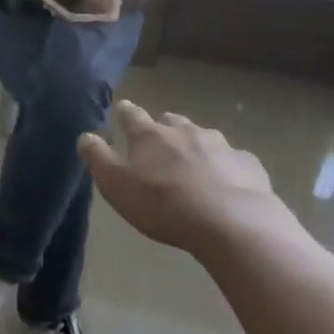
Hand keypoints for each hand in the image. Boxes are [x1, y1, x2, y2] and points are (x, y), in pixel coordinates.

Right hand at [78, 102, 296, 254]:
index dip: (125, 112)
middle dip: (164, 126)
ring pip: (203, 136)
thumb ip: (98, 159)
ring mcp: (220, 145)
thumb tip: (85, 135)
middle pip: (171, 121)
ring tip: (194, 161)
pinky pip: (234, 159)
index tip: (122, 109)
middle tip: (160, 140)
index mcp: (150, 136)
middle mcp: (184, 131)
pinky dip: (226, 165)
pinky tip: (228, 182)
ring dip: (195, 144)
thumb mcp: (117, 186)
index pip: (132, 115)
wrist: (231, 224)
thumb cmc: (164, 205)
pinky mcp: (248, 164)